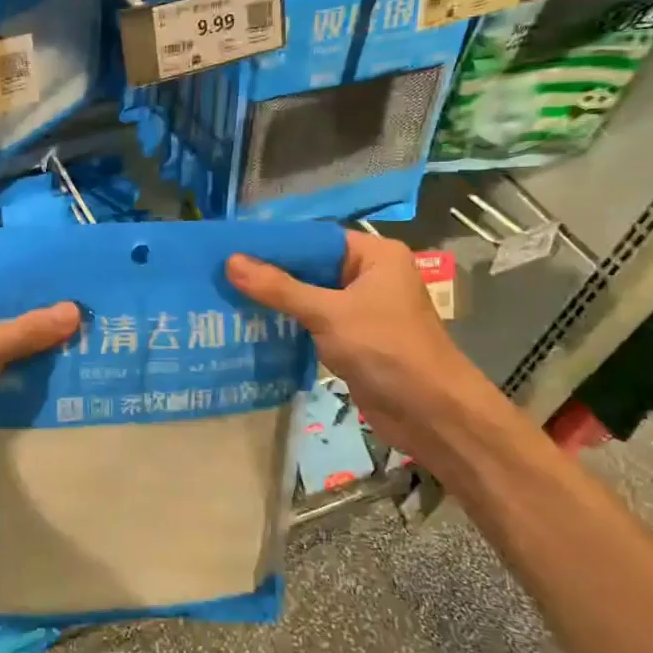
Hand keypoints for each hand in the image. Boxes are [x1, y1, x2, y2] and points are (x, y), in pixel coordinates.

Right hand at [226, 232, 494, 458]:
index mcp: (374, 255)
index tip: (231, 246)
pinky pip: (313, 322)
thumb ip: (279, 288)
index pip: (315, 238)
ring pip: (309, 296)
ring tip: (226, 297)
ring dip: (275, 300)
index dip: (274, 243)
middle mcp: (369, 276)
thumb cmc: (387, 350)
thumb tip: (230, 261)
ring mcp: (361, 309)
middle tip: (220, 274)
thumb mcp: (329, 313)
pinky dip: (287, 323)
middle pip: (310, 266)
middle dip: (269, 273)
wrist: (432, 414)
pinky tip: (252, 325)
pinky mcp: (353, 339)